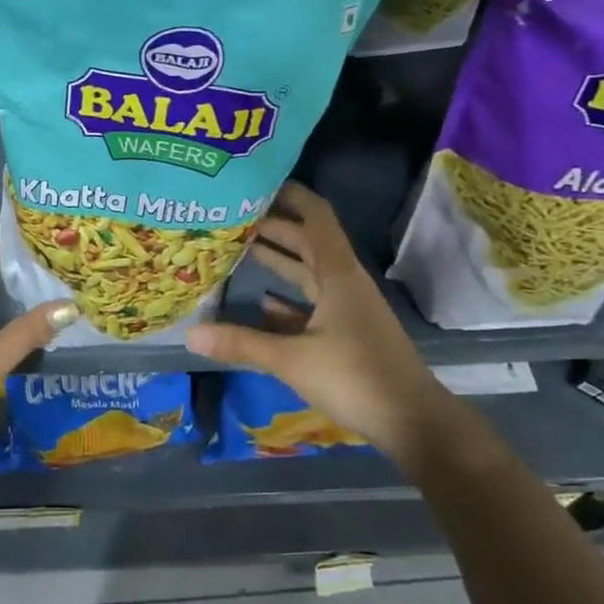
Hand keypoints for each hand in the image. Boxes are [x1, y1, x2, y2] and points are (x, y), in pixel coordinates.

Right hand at [185, 182, 443, 463]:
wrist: (413, 422)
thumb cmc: (355, 377)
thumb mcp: (292, 359)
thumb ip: (241, 343)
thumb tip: (190, 334)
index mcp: (338, 274)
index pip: (316, 217)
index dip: (292, 195)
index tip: (259, 181)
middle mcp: (344, 282)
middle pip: (307, 242)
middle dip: (273, 227)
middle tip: (232, 217)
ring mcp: (347, 308)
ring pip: (308, 273)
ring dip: (279, 260)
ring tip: (239, 249)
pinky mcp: (347, 332)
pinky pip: (312, 303)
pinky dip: (288, 299)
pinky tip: (262, 303)